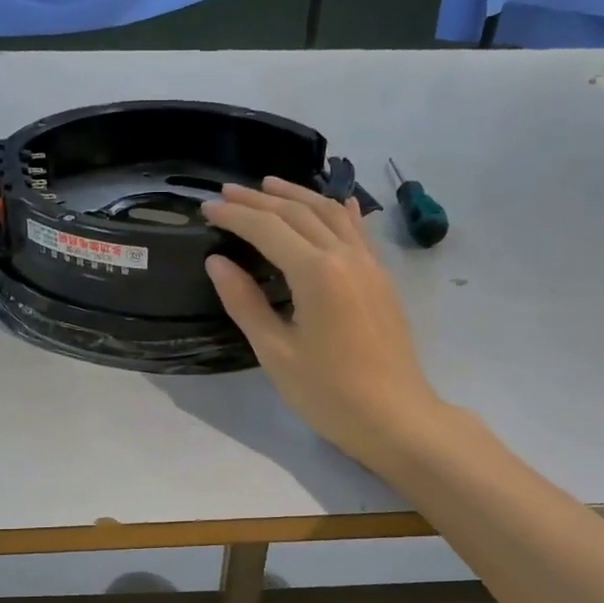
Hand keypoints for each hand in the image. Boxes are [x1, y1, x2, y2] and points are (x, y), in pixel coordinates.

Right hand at [202, 177, 444, 469]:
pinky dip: (337, 210)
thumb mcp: (276, 353)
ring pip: (331, 213)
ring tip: (269, 185)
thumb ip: (245, 303)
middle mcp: (346, 256)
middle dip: (260, 199)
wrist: (396, 418)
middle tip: (227, 191)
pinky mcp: (382, 278)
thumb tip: (218, 262)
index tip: (207, 207)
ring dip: (297, 195)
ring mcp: (370, 264)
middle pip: (298, 213)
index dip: (235, 215)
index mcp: (316, 273)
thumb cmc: (329, 393)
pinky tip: (334, 202)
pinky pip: (358, 230)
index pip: (268, 229)